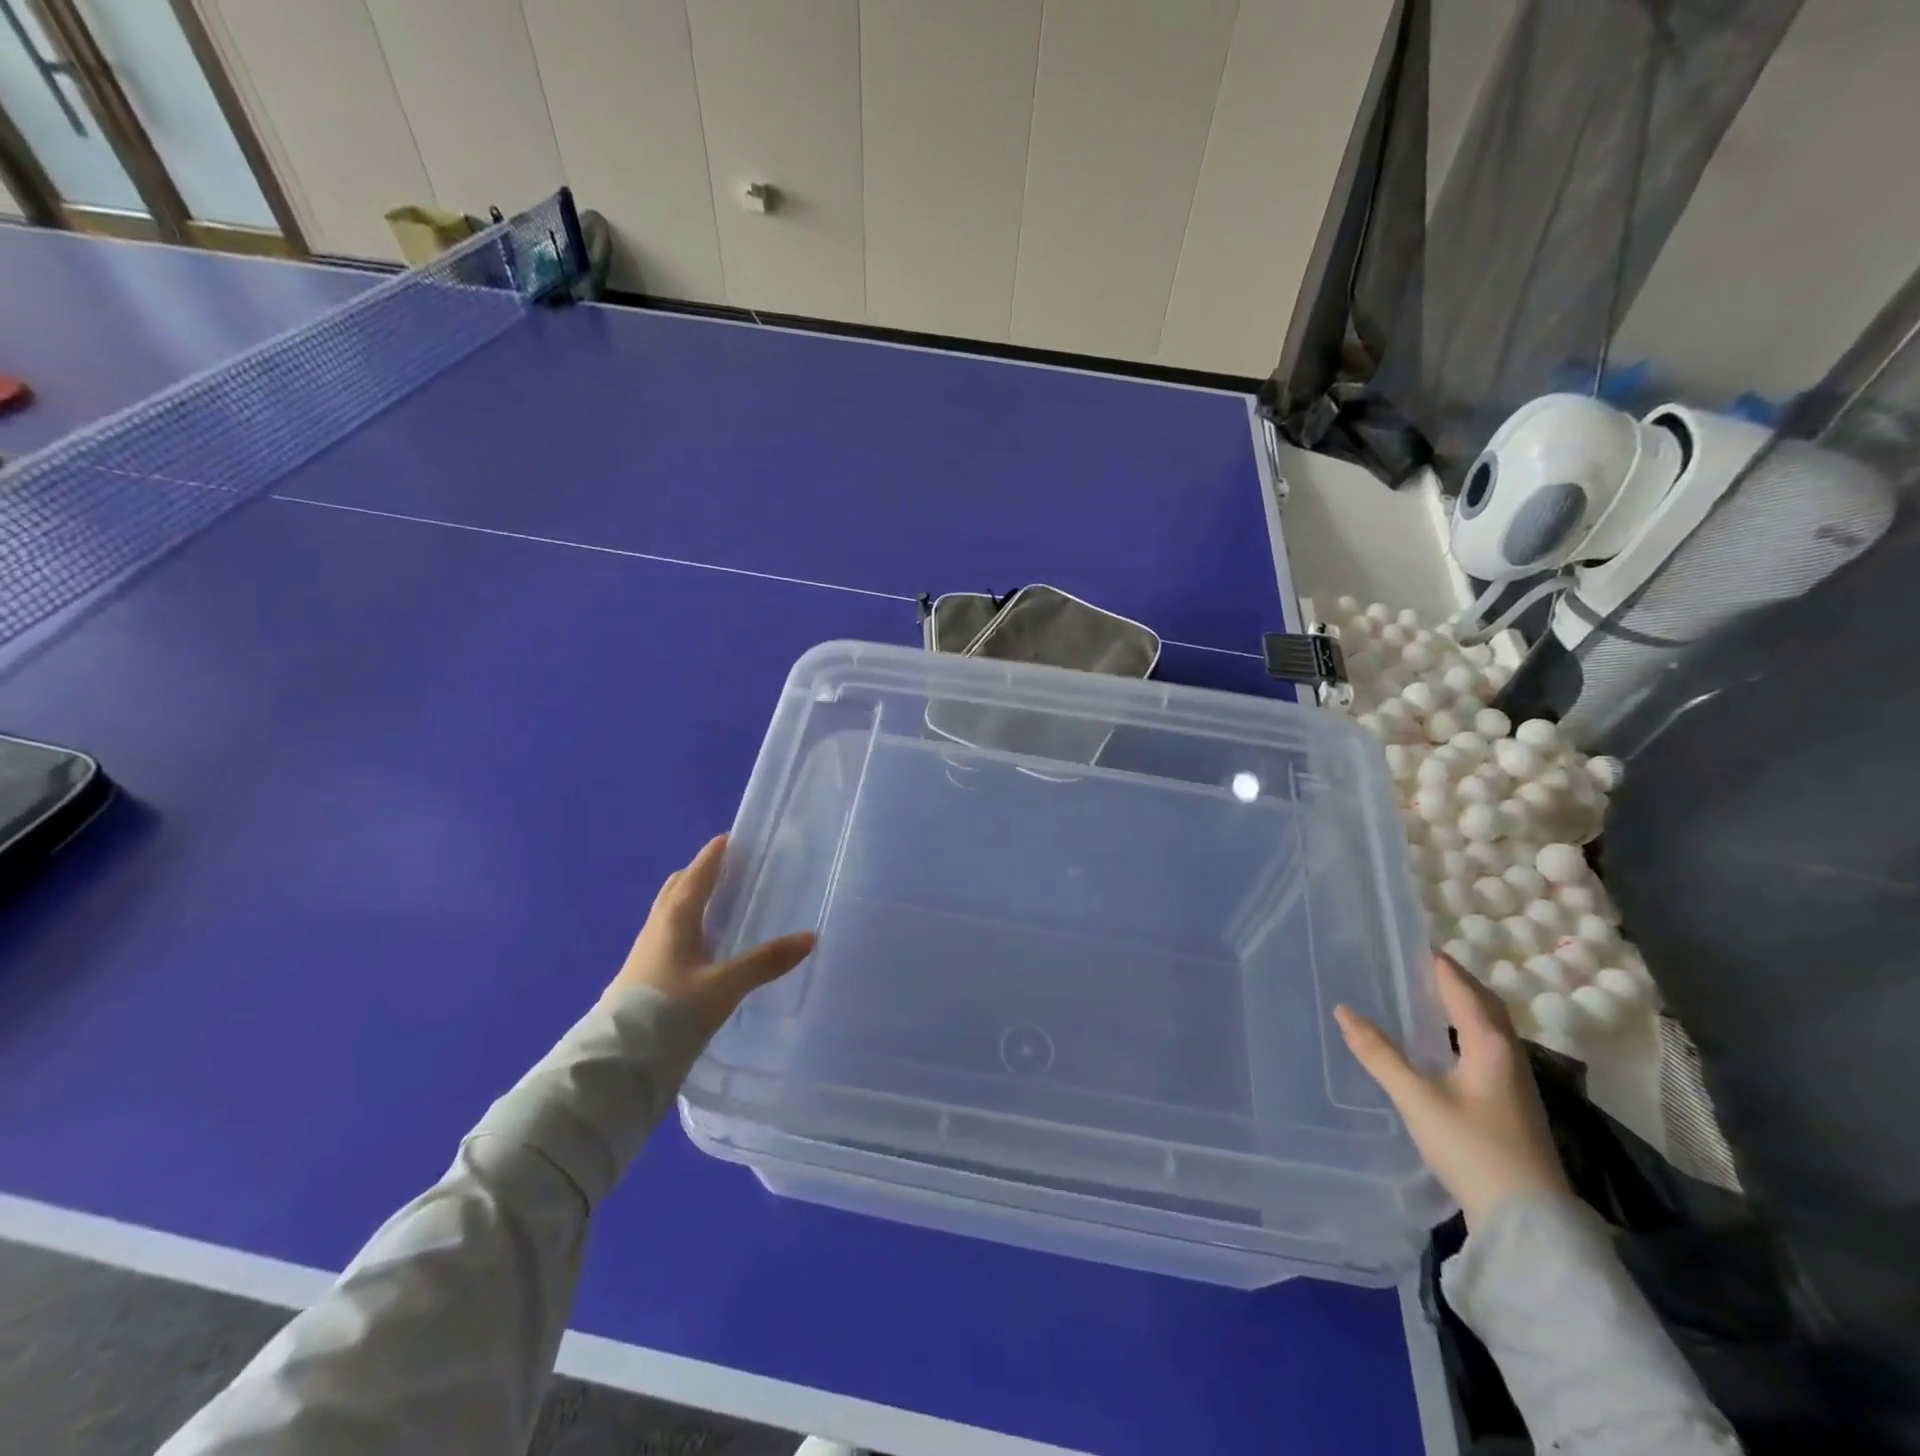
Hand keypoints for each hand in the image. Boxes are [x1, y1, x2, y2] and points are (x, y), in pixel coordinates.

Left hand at [605, 835, 815, 1035]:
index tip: (730, 838)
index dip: (714, 855)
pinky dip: (685, 925)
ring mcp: (646, 951)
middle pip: (678, 888)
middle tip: (727, 869)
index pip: (697, 874)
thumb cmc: (671, 1011)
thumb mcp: (725, 986)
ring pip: (669, 911)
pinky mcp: (642, 974)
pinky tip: (701, 946)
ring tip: (717, 903)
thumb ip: (766, 961)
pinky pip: (667, 934)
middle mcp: (657, 927)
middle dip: (700, 873)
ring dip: (690, 899)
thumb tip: (809, 937)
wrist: (618, 1061)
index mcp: (676, 918)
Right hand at [1334, 953, 1569, 1228]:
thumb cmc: (1472, 1149)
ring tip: (1431, 996)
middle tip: (1422, 965)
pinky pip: (1489, 1048)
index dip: (1440, 966)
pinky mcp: (1513, 1104)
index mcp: (1490, 1046)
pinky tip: (1448, 1045)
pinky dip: (1467, 1031)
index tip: (1415, 943)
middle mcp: (1509, 1056)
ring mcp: (1516, 1083)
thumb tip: (1343, 1010)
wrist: (1527, 1221)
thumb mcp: (1416, 1099)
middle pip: (1487, 1006)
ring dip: (1465, 1006)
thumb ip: (1379, 1053)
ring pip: (1491, 1029)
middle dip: (1457, 981)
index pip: (1463, 990)